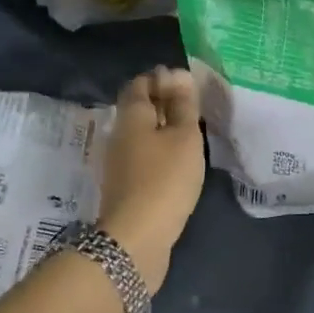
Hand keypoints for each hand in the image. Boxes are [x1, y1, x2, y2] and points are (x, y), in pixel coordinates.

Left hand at [98, 65, 205, 292]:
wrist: (137, 239)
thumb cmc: (165, 179)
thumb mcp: (184, 136)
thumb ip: (183, 105)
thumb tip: (178, 74)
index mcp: (131, 116)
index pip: (140, 83)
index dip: (162, 78)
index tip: (188, 84)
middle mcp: (119, 134)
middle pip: (139, 108)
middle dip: (164, 103)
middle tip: (194, 107)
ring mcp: (119, 162)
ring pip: (142, 134)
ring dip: (163, 129)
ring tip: (192, 133)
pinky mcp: (125, 186)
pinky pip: (144, 156)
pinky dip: (161, 151)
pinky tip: (180, 161)